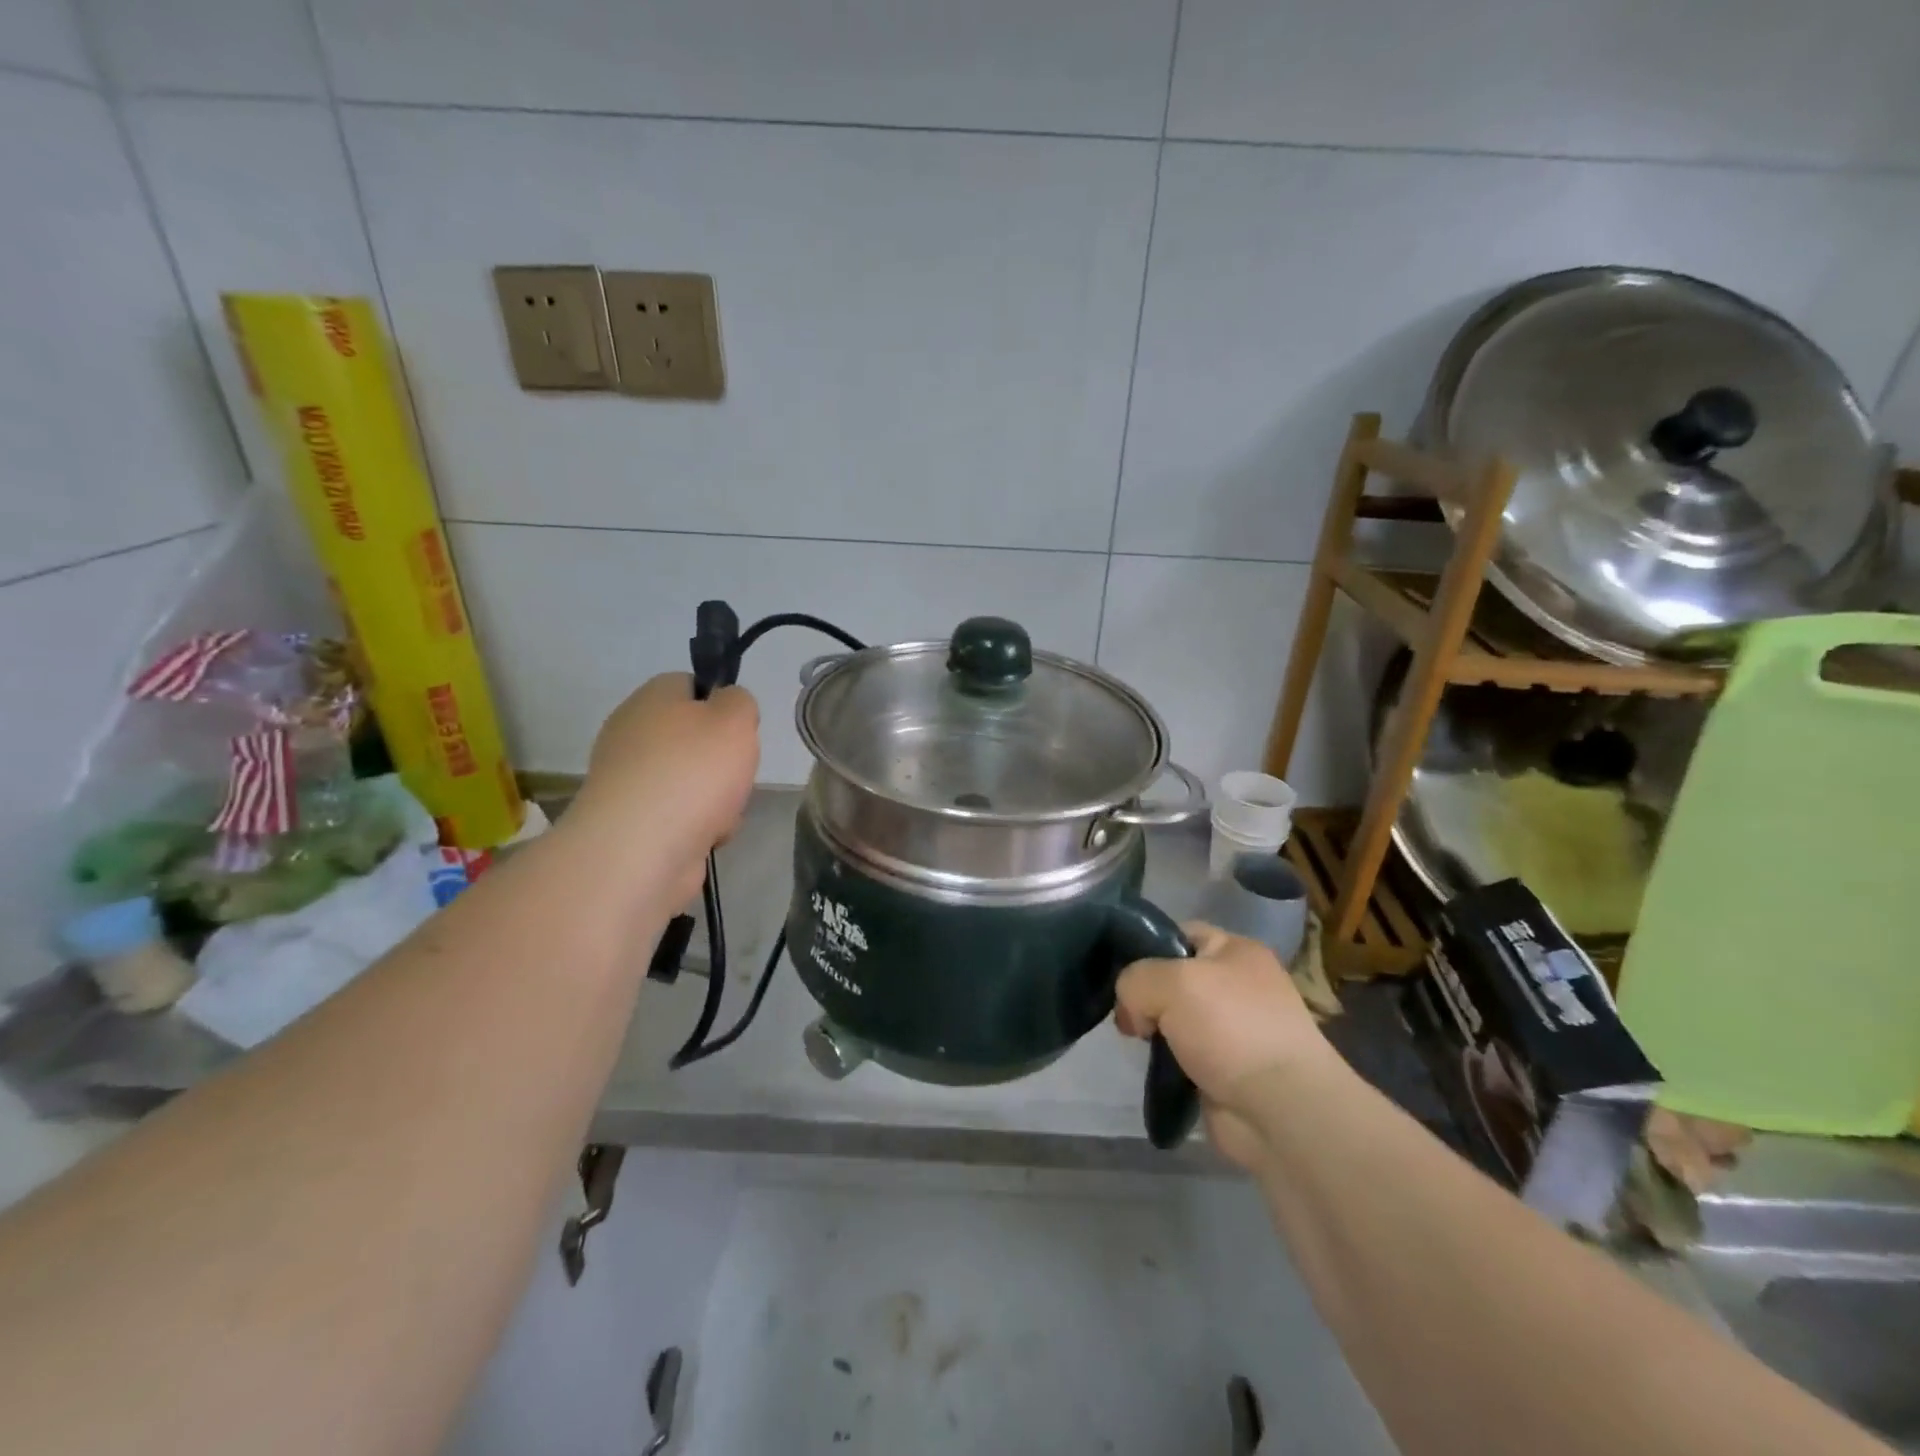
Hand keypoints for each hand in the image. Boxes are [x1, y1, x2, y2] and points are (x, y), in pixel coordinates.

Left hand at [569, 673, 759, 904]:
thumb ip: (740, 702)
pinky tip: (707, 837)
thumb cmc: (693, 771)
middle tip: (736, 774)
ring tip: (723, 814)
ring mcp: (629, 782)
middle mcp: (632, 735)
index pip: (690, 685)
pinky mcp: (632, 824)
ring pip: (692, 781)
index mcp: (651, 699)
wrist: (641, 849)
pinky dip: (699, 827)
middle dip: (723, 760)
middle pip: (694, 739)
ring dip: (716, 798)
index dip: (721, 703)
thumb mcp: (735, 718)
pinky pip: (680, 817)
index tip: (740, 729)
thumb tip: (728, 708)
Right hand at [1114, 924, 1342, 1168]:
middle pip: (1173, 977)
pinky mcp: (1228, 1070)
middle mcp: (1238, 984)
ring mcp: (1235, 1029)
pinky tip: (1158, 1069)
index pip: (1179, 933)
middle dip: (1145, 995)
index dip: (1146, 946)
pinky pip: (1184, 1055)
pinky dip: (1168, 1062)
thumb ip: (1135, 979)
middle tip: (1128, 1016)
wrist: (1281, 1110)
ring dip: (1155, 1031)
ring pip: (1175, 1018)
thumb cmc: (1230, 1028)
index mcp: (1236, 951)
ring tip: (1140, 1043)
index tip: (1119, 970)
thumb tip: (1133, 1012)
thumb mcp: (1169, 982)